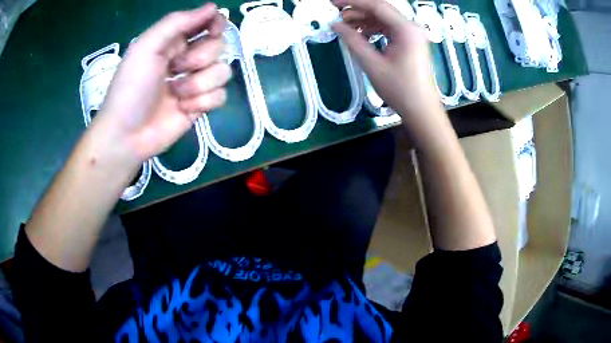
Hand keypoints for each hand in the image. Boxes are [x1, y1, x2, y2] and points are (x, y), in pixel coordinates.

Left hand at [92, 3, 231, 163]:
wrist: (127, 135)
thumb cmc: (130, 88)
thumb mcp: (146, 47)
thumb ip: (177, 22)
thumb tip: (213, 7)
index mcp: (174, 41)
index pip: (207, 23)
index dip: (216, 24)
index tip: (214, 29)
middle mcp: (188, 58)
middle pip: (220, 46)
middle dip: (200, 57)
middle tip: (176, 68)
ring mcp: (196, 82)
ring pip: (223, 71)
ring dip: (198, 83)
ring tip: (176, 94)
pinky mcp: (201, 105)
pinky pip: (221, 96)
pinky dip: (202, 102)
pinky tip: (184, 109)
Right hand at [332, 0, 442, 122]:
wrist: (421, 110)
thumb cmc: (400, 90)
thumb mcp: (372, 64)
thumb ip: (353, 41)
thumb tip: (336, 25)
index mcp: (406, 30)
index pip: (377, 6)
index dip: (354, 2)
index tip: (334, 3)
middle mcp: (411, 28)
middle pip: (382, 10)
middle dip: (358, 11)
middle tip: (338, 15)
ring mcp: (412, 35)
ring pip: (384, 19)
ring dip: (365, 20)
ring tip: (346, 26)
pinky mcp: (410, 43)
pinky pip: (389, 29)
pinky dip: (373, 29)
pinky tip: (360, 34)